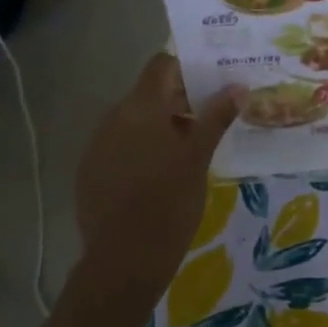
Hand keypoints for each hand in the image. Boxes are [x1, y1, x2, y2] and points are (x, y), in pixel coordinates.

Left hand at [76, 55, 241, 288]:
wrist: (123, 261)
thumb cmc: (169, 204)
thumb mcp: (198, 159)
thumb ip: (216, 118)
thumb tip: (237, 86)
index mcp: (140, 108)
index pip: (161, 65)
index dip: (187, 69)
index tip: (212, 85)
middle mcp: (113, 117)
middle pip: (149, 94)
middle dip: (180, 102)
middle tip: (211, 121)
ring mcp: (97, 145)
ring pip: (134, 121)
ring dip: (161, 127)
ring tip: (189, 152)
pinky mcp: (89, 171)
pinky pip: (120, 146)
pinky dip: (141, 150)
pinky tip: (159, 177)